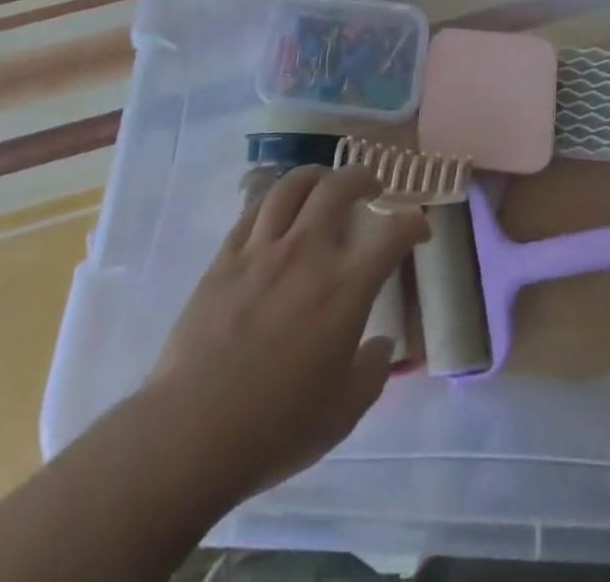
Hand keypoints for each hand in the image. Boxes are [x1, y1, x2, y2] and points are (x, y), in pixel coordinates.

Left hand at [145, 165, 427, 508]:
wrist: (190, 434)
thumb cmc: (275, 428)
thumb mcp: (342, 413)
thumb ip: (372, 372)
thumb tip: (383, 344)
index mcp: (346, 288)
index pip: (393, 233)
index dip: (414, 223)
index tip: (419, 228)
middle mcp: (308, 253)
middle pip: (340, 187)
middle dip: (363, 178)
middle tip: (371, 188)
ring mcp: (263, 250)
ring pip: (293, 186)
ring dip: (317, 176)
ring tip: (324, 183)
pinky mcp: (225, 258)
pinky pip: (253, 210)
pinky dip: (274, 200)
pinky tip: (278, 209)